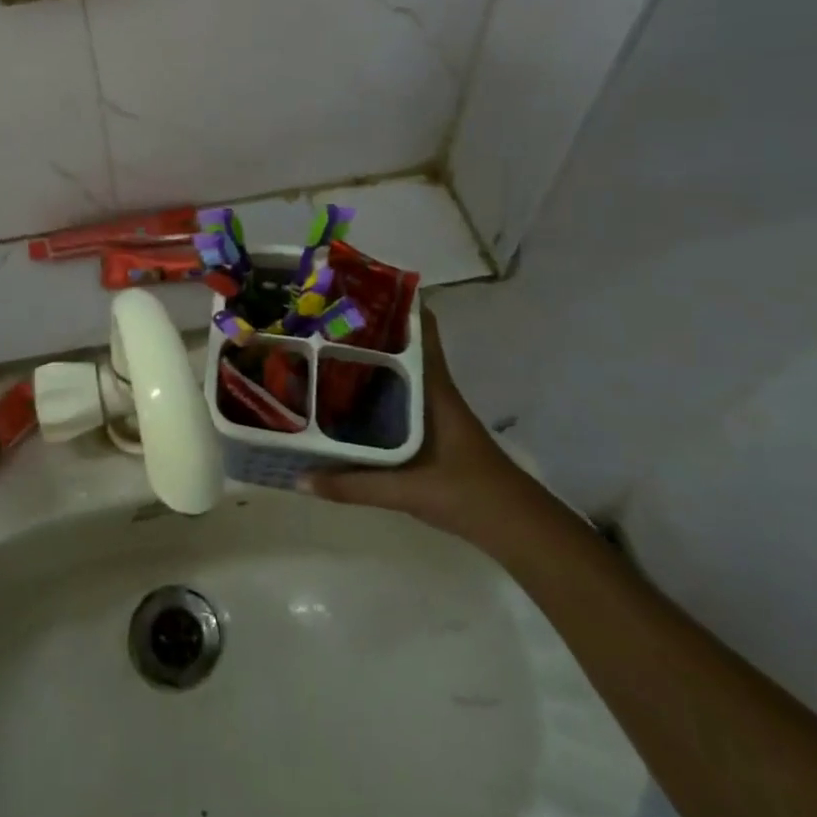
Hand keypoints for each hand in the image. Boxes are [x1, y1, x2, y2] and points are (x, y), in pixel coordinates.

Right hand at [301, 309, 542, 543]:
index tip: (355, 287)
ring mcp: (431, 409)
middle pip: (399, 345)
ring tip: (319, 350)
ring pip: (395, 370)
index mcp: (433, 388)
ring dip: (365, 359)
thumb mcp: (408, 490)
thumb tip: (300, 478)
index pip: (421, 328)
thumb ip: (353, 485)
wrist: (516, 528)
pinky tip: (341, 398)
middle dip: (363, 330)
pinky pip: (394, 396)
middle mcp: (431, 390)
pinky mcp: (428, 430)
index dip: (393, 301)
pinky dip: (370, 389)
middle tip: (319, 319)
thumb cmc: (468, 494)